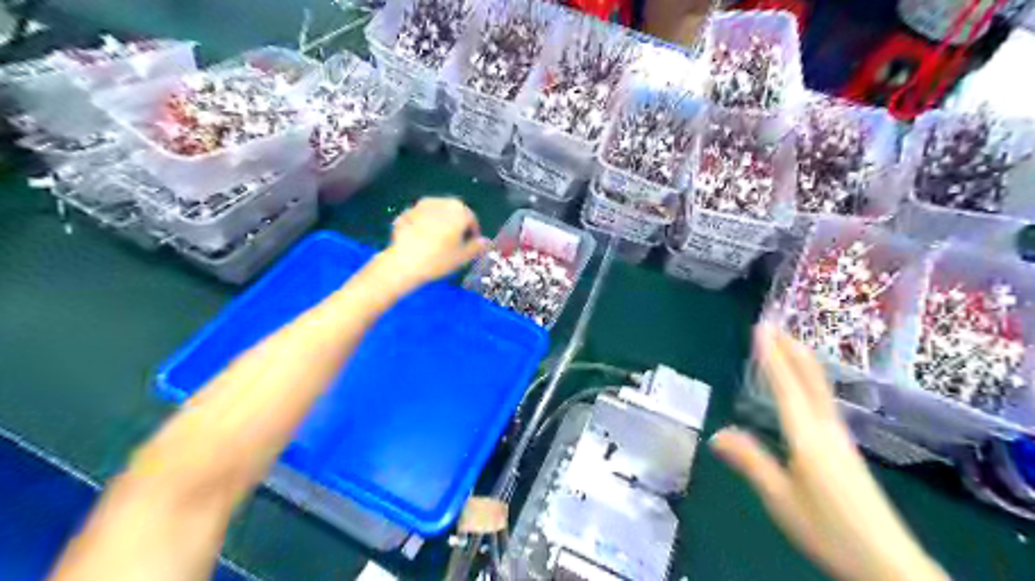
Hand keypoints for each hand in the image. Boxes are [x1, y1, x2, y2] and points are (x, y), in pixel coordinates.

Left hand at [380, 198, 488, 290]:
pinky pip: (420, 218)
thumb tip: (485, 242)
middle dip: (455, 226)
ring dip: (439, 224)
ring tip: (437, 242)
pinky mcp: (405, 212)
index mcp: (459, 210)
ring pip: (436, 214)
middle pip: (453, 213)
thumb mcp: (463, 257)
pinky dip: (423, 226)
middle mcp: (441, 201)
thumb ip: (477, 247)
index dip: (473, 234)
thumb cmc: (439, 259)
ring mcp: (421, 205)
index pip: (472, 220)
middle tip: (454, 244)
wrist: (404, 262)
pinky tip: (421, 241)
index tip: (470, 247)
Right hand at [713, 322, 943, 580]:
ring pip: (819, 388)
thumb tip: (716, 433)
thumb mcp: (780, 499)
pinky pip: (822, 400)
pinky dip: (809, 379)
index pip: (786, 387)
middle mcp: (826, 428)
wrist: (887, 561)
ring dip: (801, 361)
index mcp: (807, 437)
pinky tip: (805, 385)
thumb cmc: (828, 529)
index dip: (772, 356)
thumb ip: (750, 462)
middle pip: (810, 380)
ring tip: (786, 344)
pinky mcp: (845, 447)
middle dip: (791, 349)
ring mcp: (839, 437)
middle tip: (773, 324)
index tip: (761, 328)